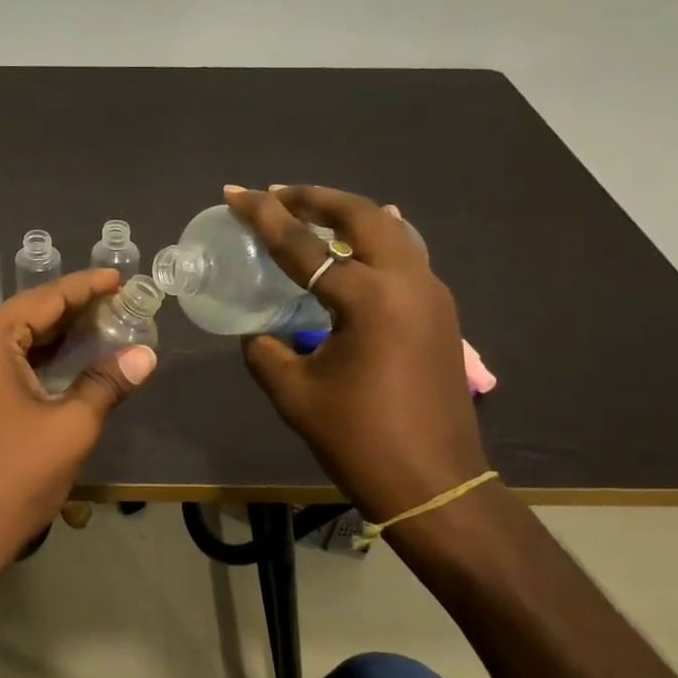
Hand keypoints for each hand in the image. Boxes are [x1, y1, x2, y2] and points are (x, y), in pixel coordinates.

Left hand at [0, 269, 156, 574]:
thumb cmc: (14, 478)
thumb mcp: (71, 427)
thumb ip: (107, 382)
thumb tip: (145, 355)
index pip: (44, 299)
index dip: (86, 287)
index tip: (119, 277)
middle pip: (25, 317)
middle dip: (72, 312)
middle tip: (118, 306)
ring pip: (10, 343)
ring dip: (53, 339)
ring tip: (100, 331)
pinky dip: (31, 362)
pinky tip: (64, 365)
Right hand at [227, 184, 488, 521]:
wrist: (435, 484)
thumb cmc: (359, 440)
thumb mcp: (294, 394)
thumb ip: (265, 350)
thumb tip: (257, 332)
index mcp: (369, 299)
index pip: (304, 245)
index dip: (263, 217)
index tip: (235, 192)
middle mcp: (409, 283)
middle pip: (362, 215)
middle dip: (315, 198)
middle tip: (276, 195)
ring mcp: (434, 296)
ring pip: (392, 231)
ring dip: (348, 216)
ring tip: (310, 215)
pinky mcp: (442, 314)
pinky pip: (407, 257)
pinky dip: (375, 241)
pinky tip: (358, 246)